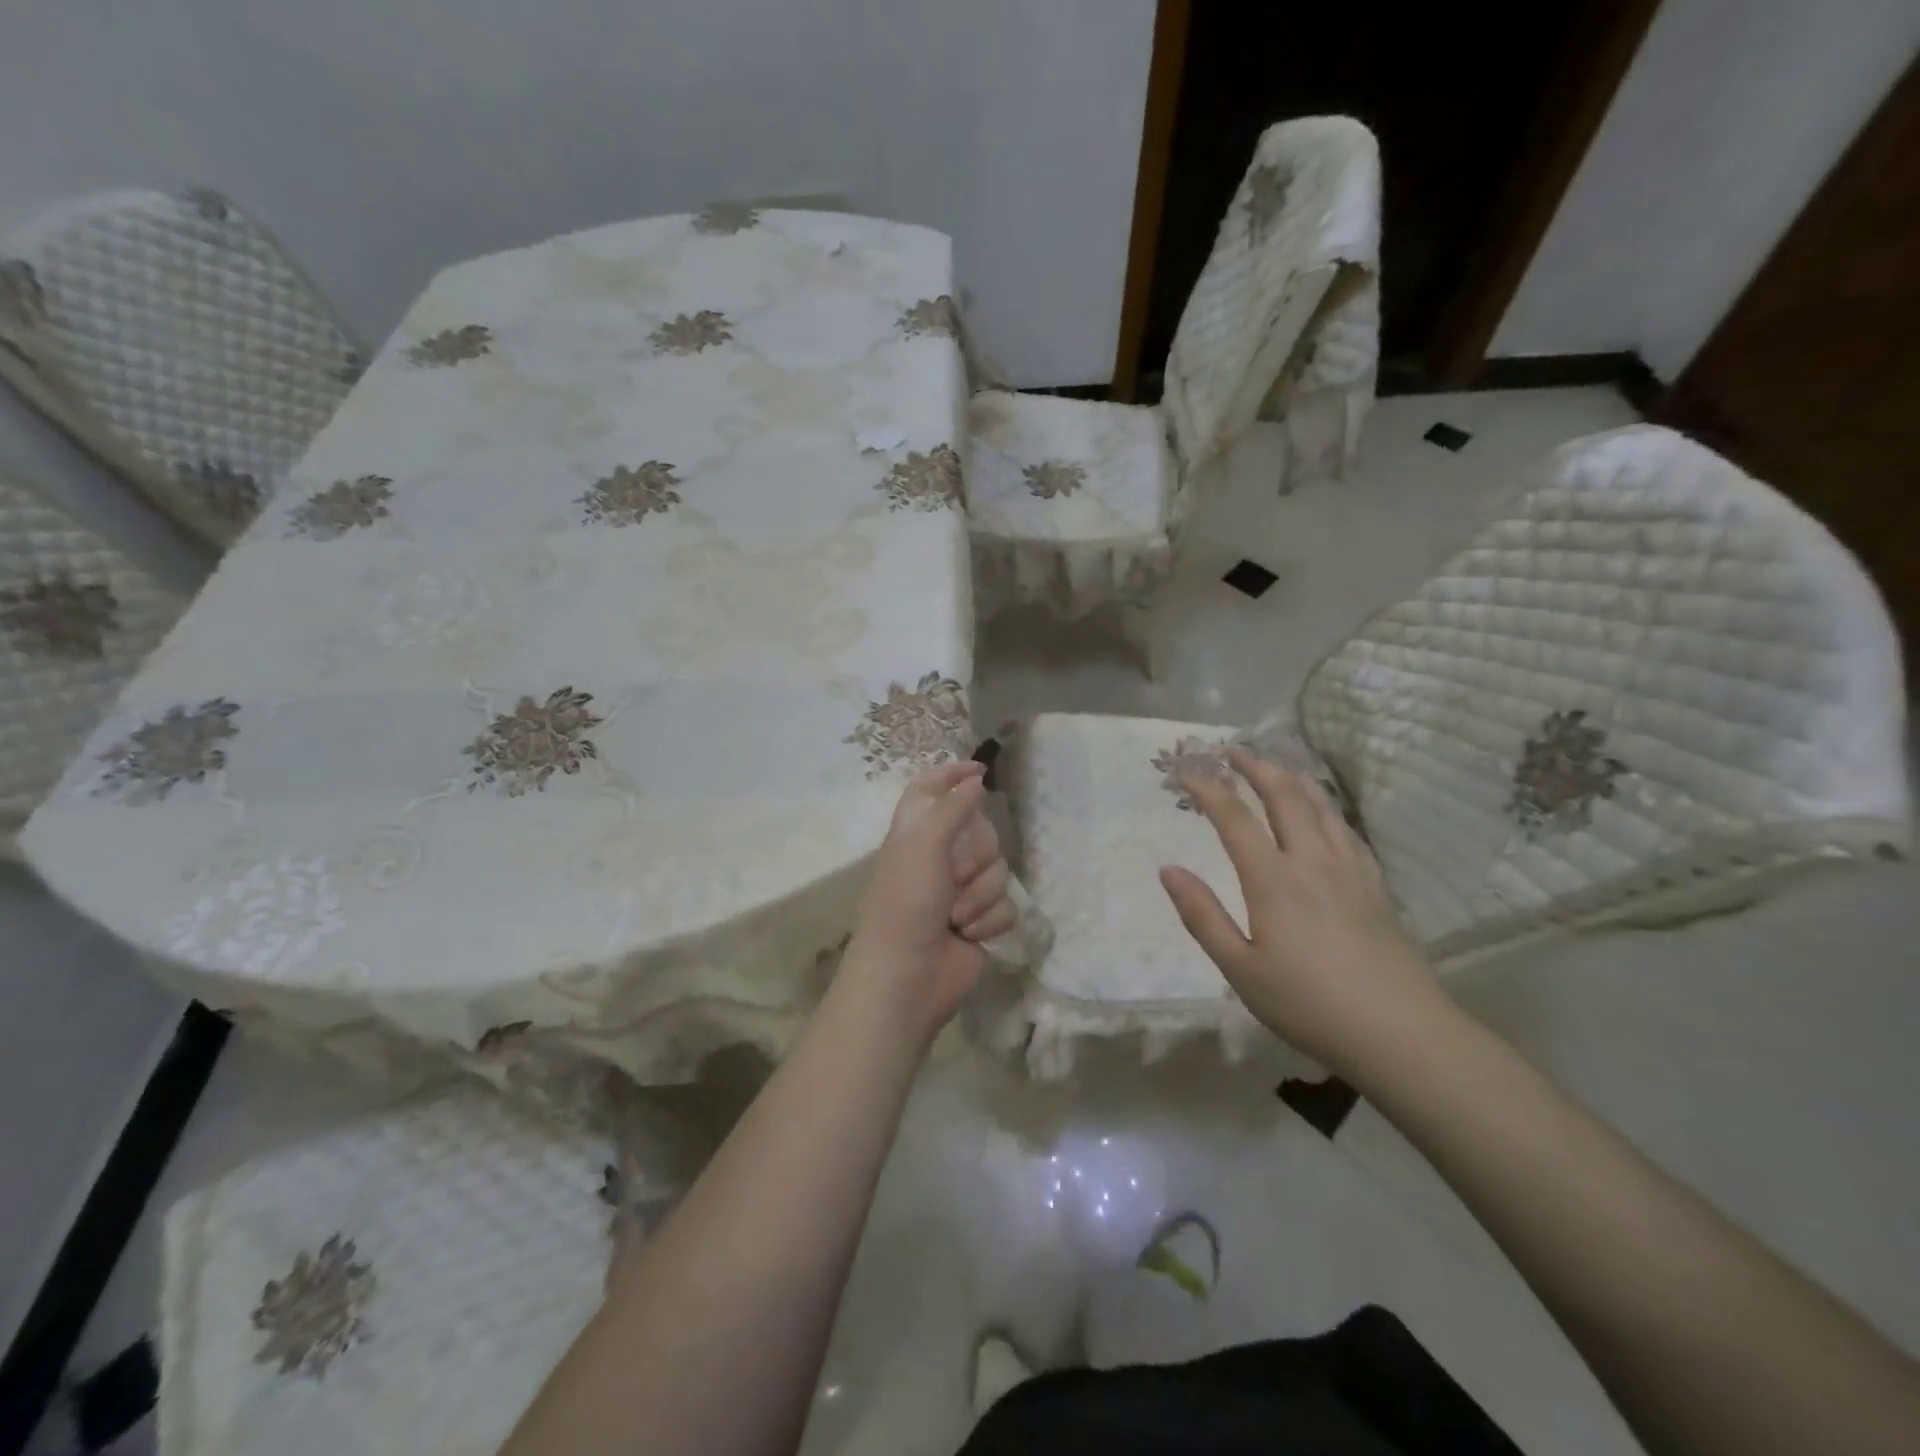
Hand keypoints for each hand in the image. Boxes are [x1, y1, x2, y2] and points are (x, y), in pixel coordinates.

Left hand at [838, 760, 1015, 1041]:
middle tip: (954, 874)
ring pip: (999, 870)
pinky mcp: (981, 921)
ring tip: (954, 916)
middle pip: (983, 831)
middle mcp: (940, 857)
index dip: (952, 775)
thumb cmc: (906, 903)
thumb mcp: (924, 845)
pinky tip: (968, 935)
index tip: (980, 770)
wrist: (908, 976)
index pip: (931, 789)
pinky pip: (1007, 905)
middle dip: (976, 855)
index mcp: (916, 833)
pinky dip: (989, 920)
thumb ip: (952, 808)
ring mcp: (962, 891)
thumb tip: (975, 778)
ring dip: (980, 895)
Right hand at [1159, 748, 1448, 1080]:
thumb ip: (1202, 915)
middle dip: (1256, 767)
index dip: (1208, 788)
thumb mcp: (1240, 968)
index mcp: (1274, 879)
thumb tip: (1168, 870)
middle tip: (1233, 751)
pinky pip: (1345, 828)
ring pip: (1320, 805)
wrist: (1400, 1032)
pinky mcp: (1375, 884)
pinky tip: (1321, 813)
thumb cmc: (1308, 1004)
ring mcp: (1350, 869)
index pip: (1235, 818)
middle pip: (1285, 795)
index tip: (1186, 770)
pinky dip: (1324, 806)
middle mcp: (1312, 860)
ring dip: (1292, 778)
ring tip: (1273, 767)